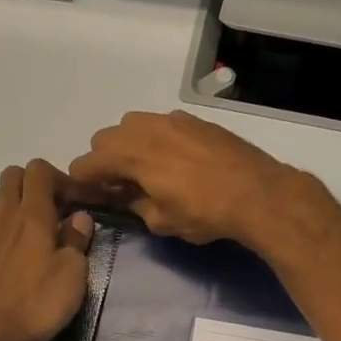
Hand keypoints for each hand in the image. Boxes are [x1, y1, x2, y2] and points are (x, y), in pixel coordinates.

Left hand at [0, 161, 93, 340]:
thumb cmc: (40, 303)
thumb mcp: (74, 273)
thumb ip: (76, 239)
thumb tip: (78, 217)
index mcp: (32, 215)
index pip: (38, 170)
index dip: (58, 178)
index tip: (73, 201)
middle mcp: (2, 218)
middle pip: (11, 176)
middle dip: (32, 185)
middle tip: (51, 212)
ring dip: (11, 209)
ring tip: (28, 236)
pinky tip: (6, 262)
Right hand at [67, 110, 299, 246]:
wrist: (258, 192)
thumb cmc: (204, 212)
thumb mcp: (161, 221)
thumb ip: (135, 205)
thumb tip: (127, 197)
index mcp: (130, 154)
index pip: (86, 163)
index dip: (83, 182)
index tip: (91, 197)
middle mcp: (145, 128)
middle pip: (105, 138)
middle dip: (105, 160)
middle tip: (121, 185)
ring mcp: (172, 119)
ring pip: (133, 125)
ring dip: (130, 145)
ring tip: (148, 170)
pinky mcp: (195, 120)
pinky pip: (162, 124)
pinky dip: (158, 139)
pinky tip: (177, 161)